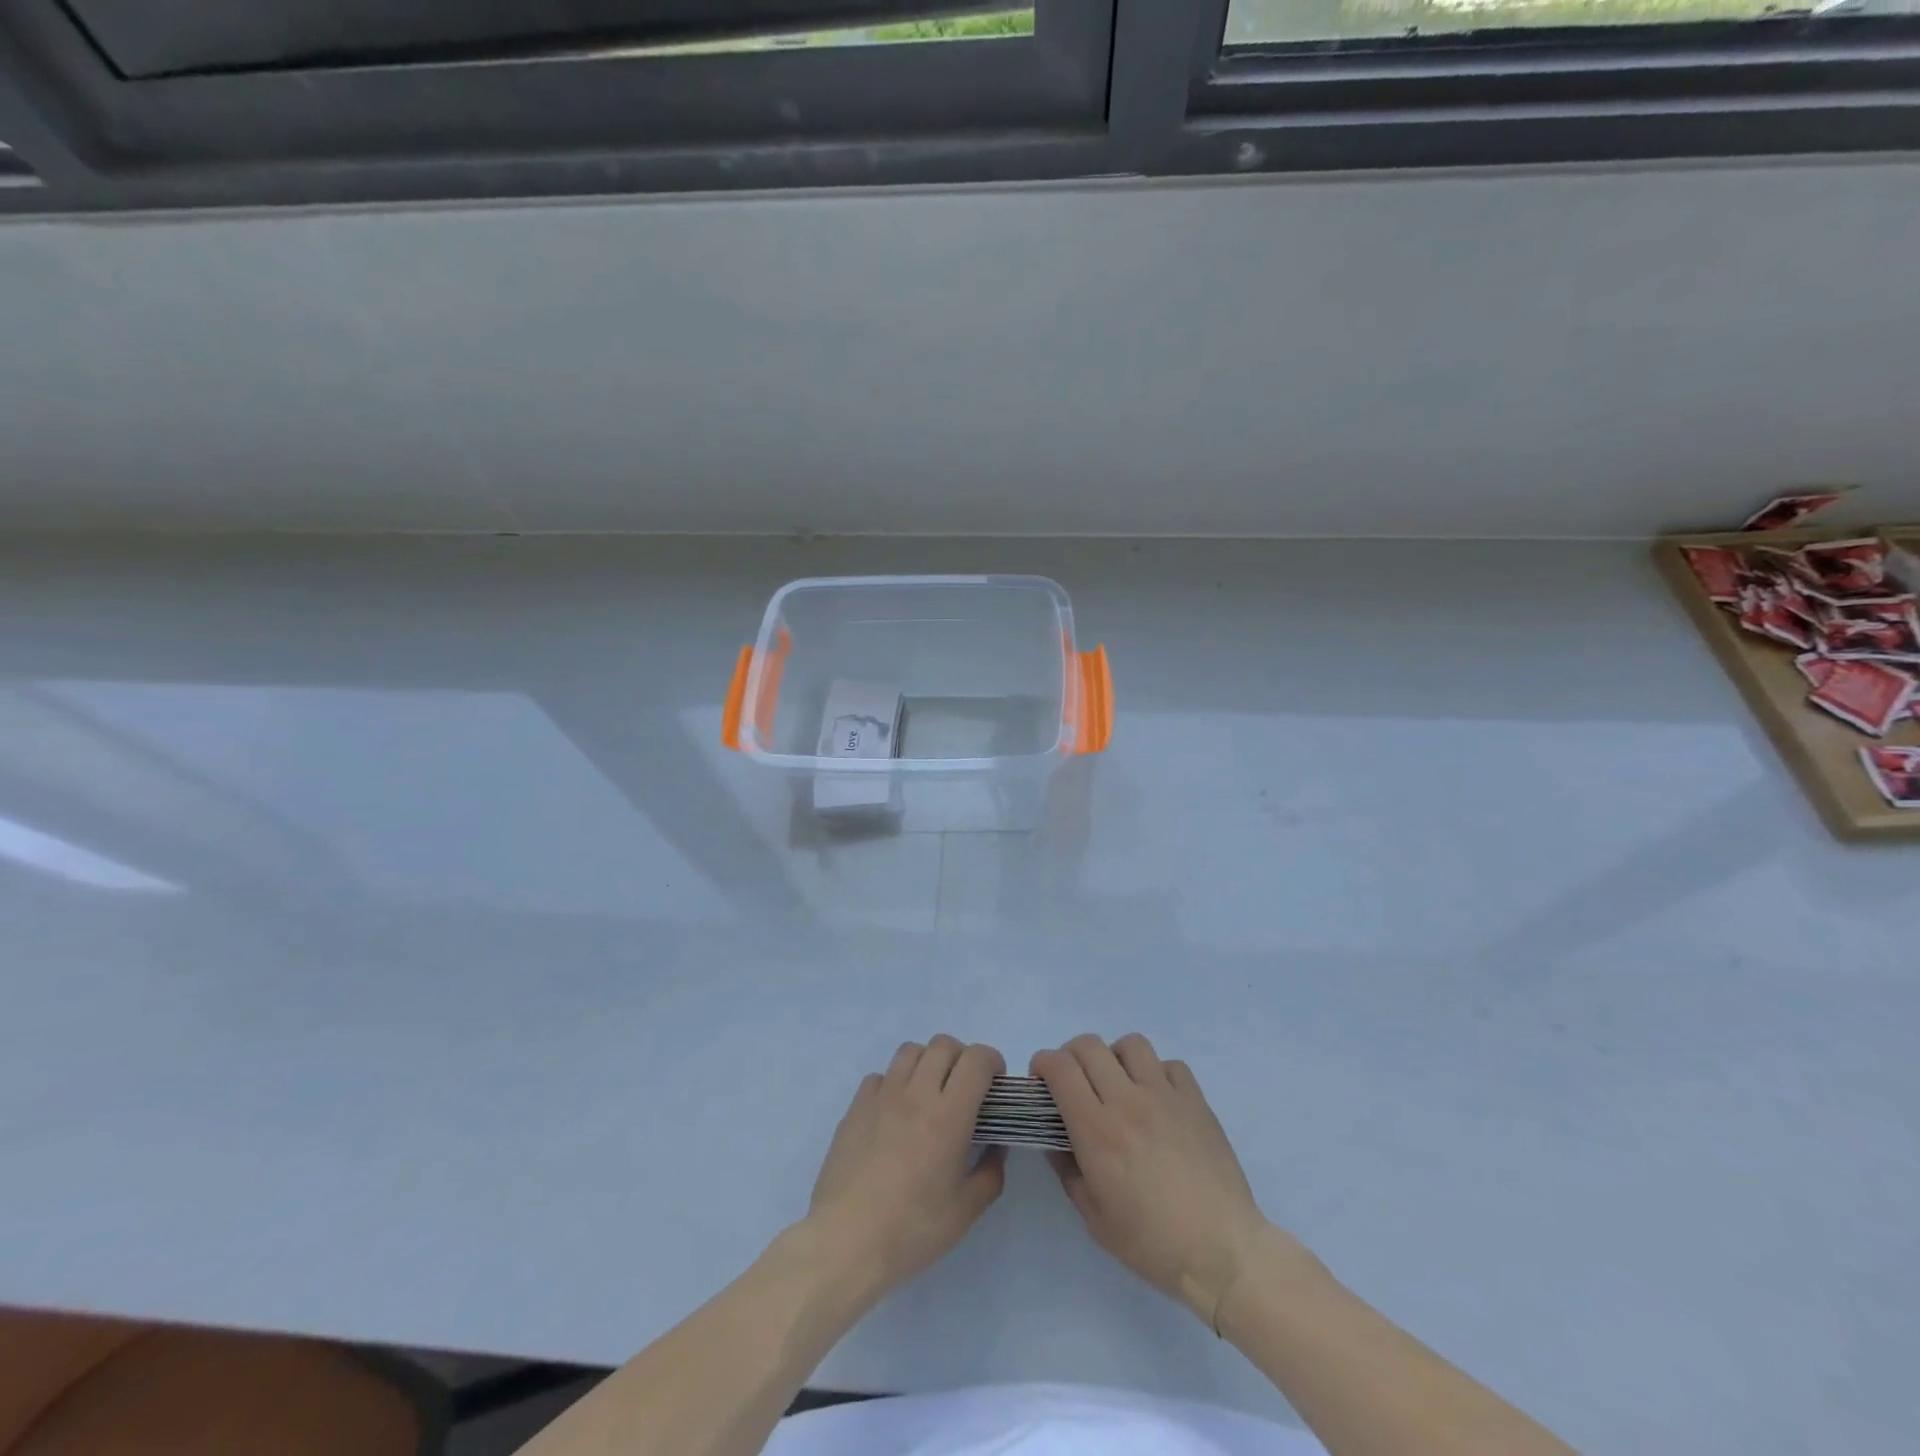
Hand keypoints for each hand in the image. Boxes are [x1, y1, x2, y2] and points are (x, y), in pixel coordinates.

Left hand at [806, 1036, 1006, 1299]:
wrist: (845, 1242)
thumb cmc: (911, 1230)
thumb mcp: (965, 1212)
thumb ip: (990, 1173)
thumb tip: (996, 1146)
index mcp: (949, 1116)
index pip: (976, 1059)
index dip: (992, 1062)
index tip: (994, 1085)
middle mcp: (916, 1094)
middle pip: (944, 1044)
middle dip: (962, 1058)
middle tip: (965, 1089)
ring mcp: (882, 1096)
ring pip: (911, 1051)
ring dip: (928, 1063)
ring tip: (930, 1094)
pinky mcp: (856, 1106)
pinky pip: (881, 1075)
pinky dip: (895, 1083)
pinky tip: (896, 1113)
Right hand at [1033, 1033, 1273, 1328]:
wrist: (1223, 1253)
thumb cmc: (1153, 1243)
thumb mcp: (1095, 1219)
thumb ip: (1068, 1171)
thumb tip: (1056, 1140)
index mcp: (1097, 1130)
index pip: (1060, 1068)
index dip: (1043, 1063)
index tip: (1041, 1081)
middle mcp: (1128, 1101)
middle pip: (1089, 1045)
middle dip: (1071, 1056)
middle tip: (1073, 1082)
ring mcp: (1165, 1096)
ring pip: (1130, 1044)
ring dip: (1114, 1058)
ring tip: (1117, 1084)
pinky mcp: (1196, 1100)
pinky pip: (1170, 1064)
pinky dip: (1155, 1073)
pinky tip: (1156, 1100)